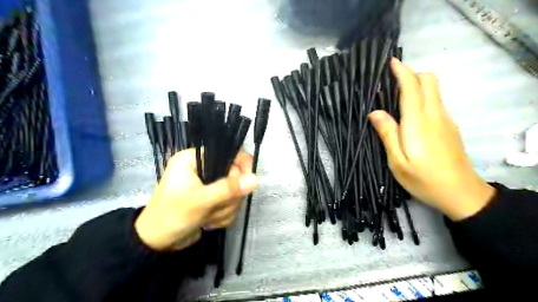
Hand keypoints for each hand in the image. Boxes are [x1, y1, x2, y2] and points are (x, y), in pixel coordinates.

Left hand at [137, 149, 258, 249]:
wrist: (157, 244)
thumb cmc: (172, 216)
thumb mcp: (200, 201)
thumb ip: (228, 189)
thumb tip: (255, 179)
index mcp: (194, 159)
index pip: (227, 152)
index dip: (240, 165)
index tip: (246, 182)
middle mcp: (203, 169)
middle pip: (235, 175)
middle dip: (228, 196)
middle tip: (215, 207)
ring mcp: (209, 185)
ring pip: (234, 192)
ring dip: (224, 209)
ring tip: (207, 217)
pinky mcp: (212, 199)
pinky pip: (230, 204)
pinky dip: (222, 215)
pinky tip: (208, 222)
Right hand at [368, 58, 492, 219]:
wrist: (460, 193)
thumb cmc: (423, 179)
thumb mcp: (397, 161)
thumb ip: (387, 134)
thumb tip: (375, 112)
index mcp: (418, 123)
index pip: (412, 87)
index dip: (402, 72)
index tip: (390, 62)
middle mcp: (435, 115)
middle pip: (429, 81)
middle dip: (411, 74)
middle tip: (390, 82)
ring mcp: (445, 120)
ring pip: (433, 90)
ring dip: (416, 85)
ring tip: (395, 96)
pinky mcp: (449, 126)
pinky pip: (435, 102)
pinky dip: (422, 97)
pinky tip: (409, 113)